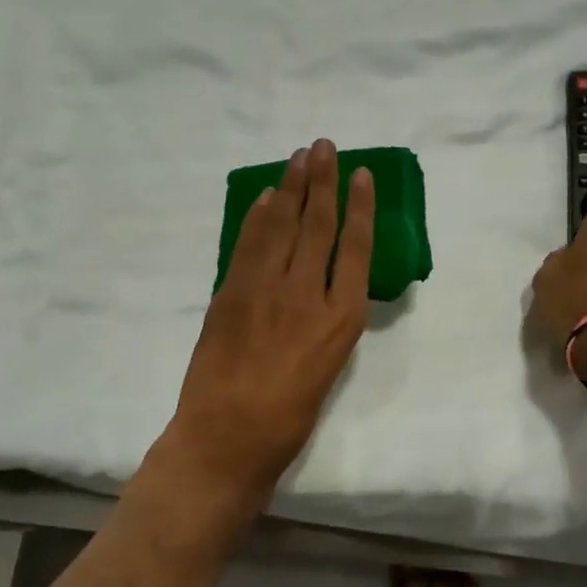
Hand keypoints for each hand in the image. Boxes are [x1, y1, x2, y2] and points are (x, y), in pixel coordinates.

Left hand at [164, 139, 374, 502]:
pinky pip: (248, 243)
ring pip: (282, 225)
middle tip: (324, 145)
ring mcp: (266, 290)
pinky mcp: (231, 293)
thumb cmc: (288, 418)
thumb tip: (325, 284)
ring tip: (299, 156)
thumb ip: (329, 321)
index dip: (360, 206)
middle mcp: (309, 295)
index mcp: (342, 319)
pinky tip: (266, 196)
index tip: (360, 174)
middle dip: (323, 180)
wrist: (226, 440)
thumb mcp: (328, 368)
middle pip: (319, 225)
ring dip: (291, 186)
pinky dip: (257, 216)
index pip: (357, 247)